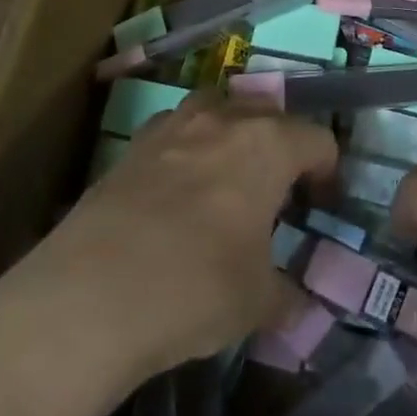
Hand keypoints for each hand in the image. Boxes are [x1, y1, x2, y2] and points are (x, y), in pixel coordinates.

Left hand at [0, 94, 337, 415]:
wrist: (88, 297)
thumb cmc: (196, 288)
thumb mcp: (257, 302)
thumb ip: (285, 296)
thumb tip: (297, 306)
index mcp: (268, 145)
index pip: (317, 139)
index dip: (328, 171)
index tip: (322, 205)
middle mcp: (223, 120)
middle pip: (268, 113)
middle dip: (282, 144)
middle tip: (278, 191)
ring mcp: (171, 128)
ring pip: (216, 109)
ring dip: (231, 134)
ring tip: (227, 179)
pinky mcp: (129, 148)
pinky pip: (174, 132)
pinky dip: (186, 149)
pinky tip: (177, 193)